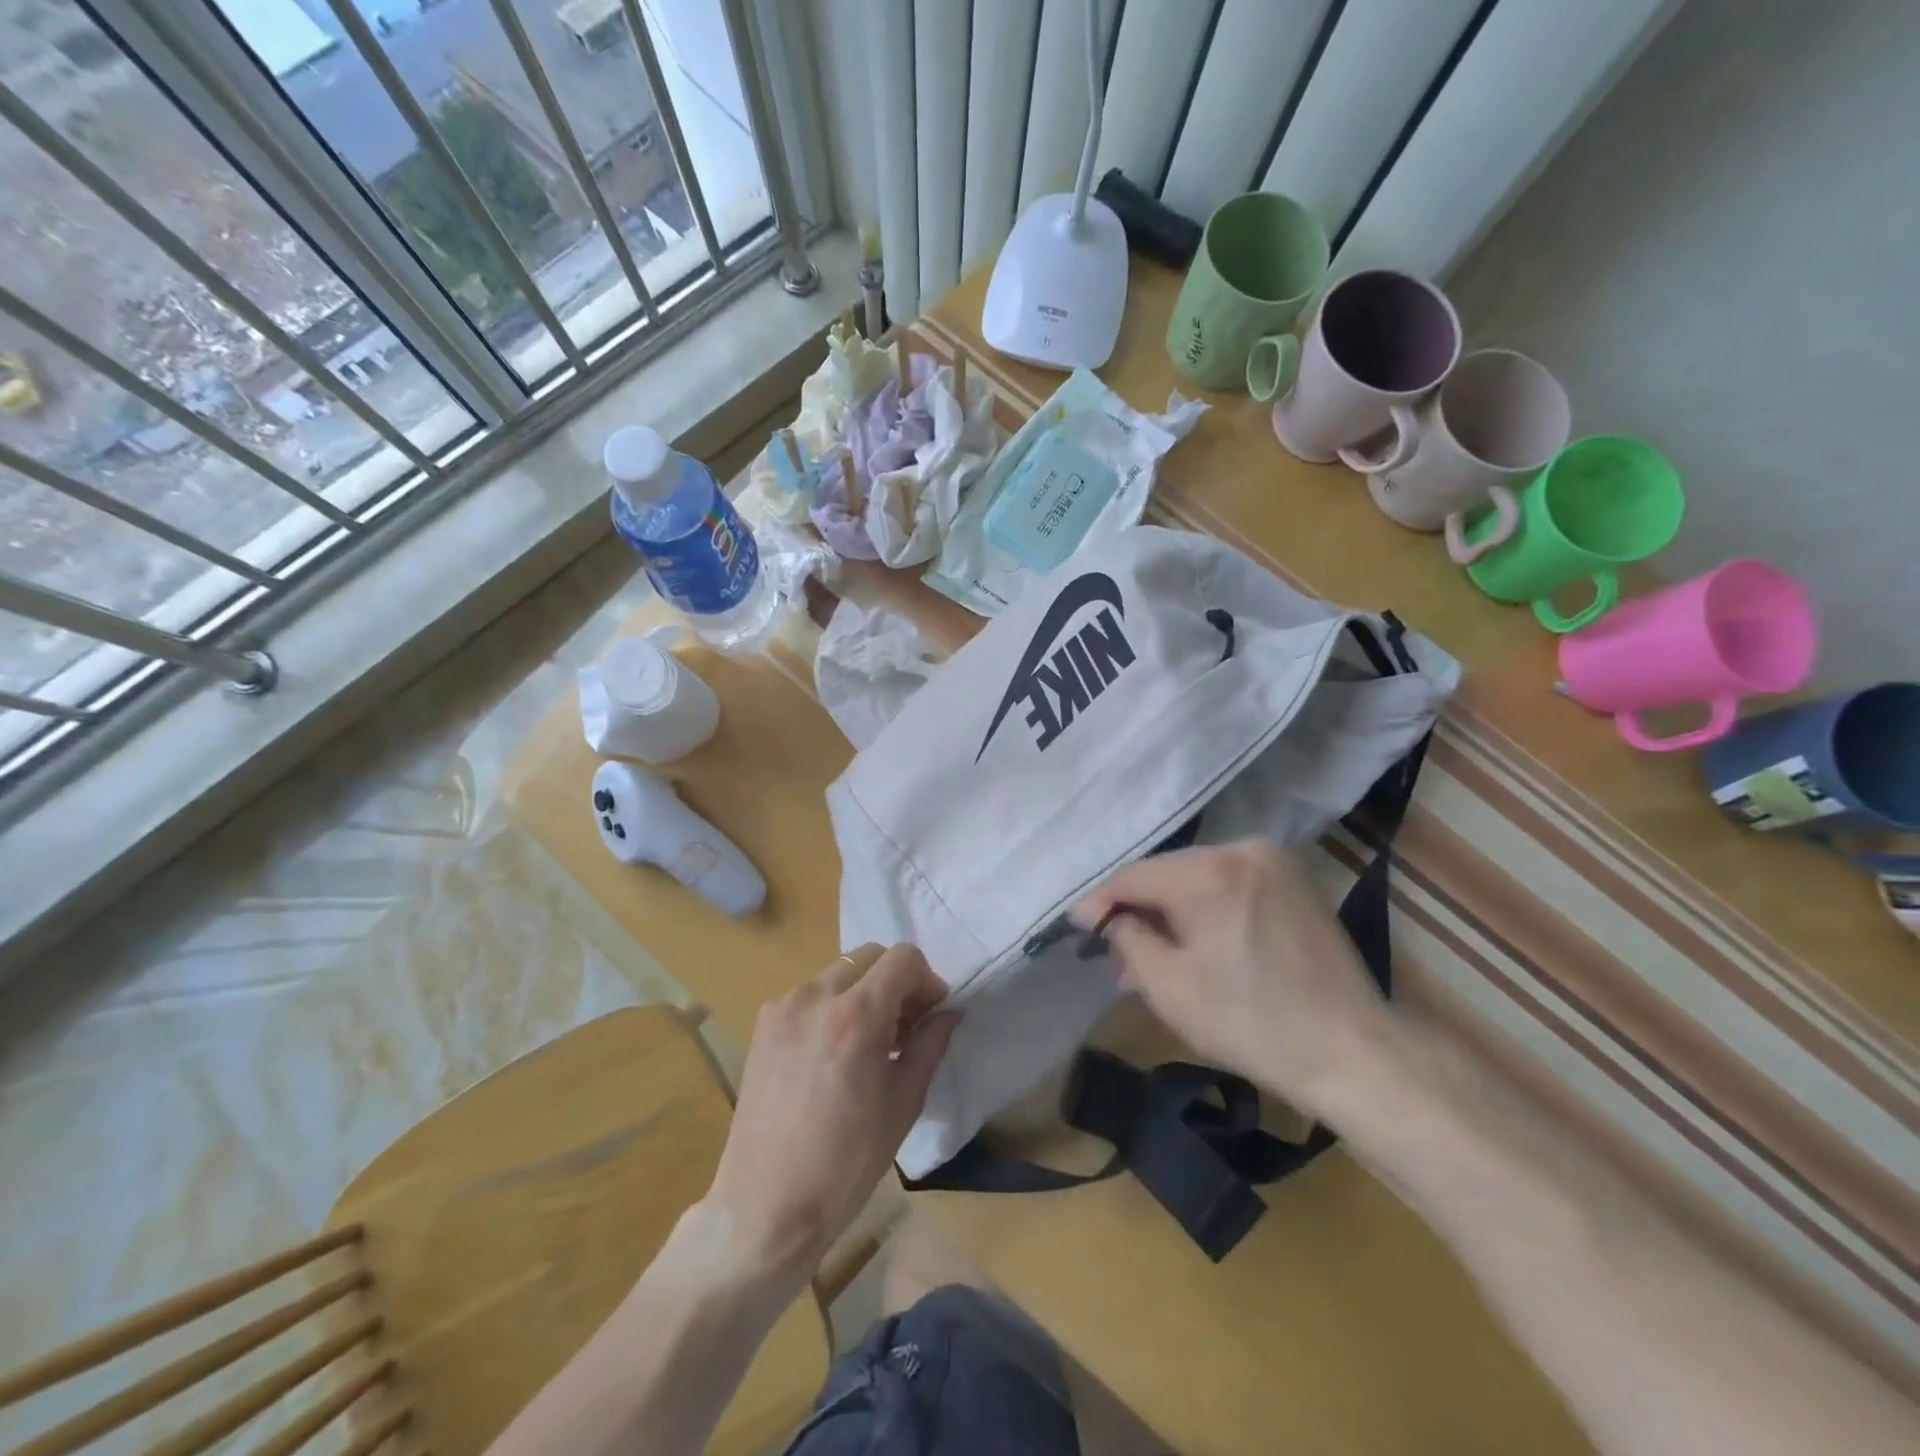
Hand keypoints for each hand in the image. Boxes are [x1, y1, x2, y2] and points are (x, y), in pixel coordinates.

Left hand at [704, 944, 957, 1281]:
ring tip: (869, 1042)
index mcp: (856, 1016)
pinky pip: (811, 995)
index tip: (931, 1013)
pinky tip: (835, 1053)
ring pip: (840, 973)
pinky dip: (834, 1006)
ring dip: (864, 991)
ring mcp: (784, 1007)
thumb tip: (948, 1013)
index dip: (926, 979)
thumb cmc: (846, 1163)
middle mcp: (816, 996)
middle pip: (870, 956)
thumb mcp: (904, 1103)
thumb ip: (929, 1045)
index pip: (903, 958)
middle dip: (896, 981)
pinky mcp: (763, 1023)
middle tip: (905, 1026)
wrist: (766, 1206)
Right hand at [1070, 839, 1393, 1116]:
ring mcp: (1274, 862)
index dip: (1100, 902)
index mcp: (1210, 871)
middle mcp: (1241, 849)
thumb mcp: (1169, 986)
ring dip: (1171, 913)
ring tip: (1150, 957)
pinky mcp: (1294, 881)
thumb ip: (1126, 938)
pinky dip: (1205, 910)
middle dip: (1138, 911)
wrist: (1353, 1053)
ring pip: (1197, 879)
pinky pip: (1229, 885)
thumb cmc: (1251, 1024)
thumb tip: (1101, 915)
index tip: (1076, 927)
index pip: (1134, 876)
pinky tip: (1194, 945)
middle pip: (1167, 874)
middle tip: (1112, 952)